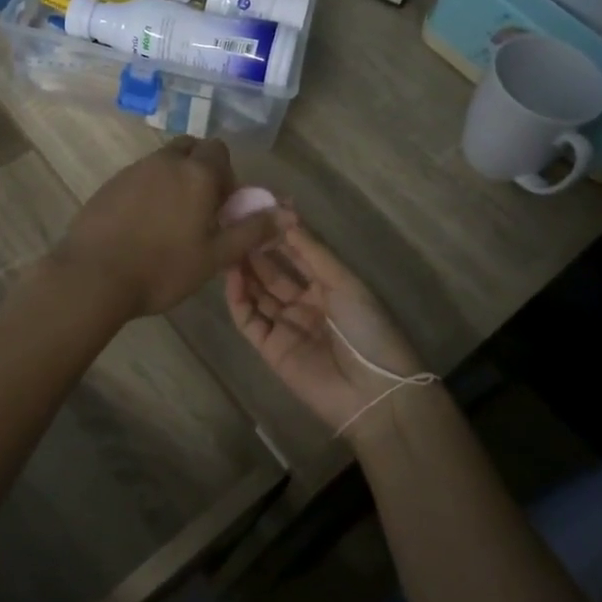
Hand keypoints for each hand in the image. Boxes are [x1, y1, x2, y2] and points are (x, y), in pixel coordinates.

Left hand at [55, 139, 290, 319]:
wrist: (93, 276)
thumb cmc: (162, 268)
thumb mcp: (215, 256)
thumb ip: (252, 231)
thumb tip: (287, 214)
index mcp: (197, 173)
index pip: (220, 151)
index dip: (227, 175)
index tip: (222, 207)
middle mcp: (166, 161)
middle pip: (191, 148)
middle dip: (200, 169)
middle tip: (199, 209)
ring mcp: (134, 169)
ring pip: (163, 161)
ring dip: (174, 179)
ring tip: (170, 221)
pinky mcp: (110, 183)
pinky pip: (139, 176)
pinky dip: (148, 190)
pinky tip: (142, 225)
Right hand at [224, 223, 426, 438]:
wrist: (373, 393)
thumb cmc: (367, 329)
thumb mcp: (345, 283)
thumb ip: (312, 252)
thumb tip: (286, 217)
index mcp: (329, 286)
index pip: (299, 254)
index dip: (281, 233)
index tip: (260, 208)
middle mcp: (305, 303)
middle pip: (274, 272)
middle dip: (257, 249)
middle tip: (235, 224)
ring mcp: (286, 326)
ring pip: (258, 293)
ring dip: (244, 270)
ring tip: (227, 244)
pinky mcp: (270, 349)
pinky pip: (249, 319)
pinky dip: (238, 298)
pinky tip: (231, 275)